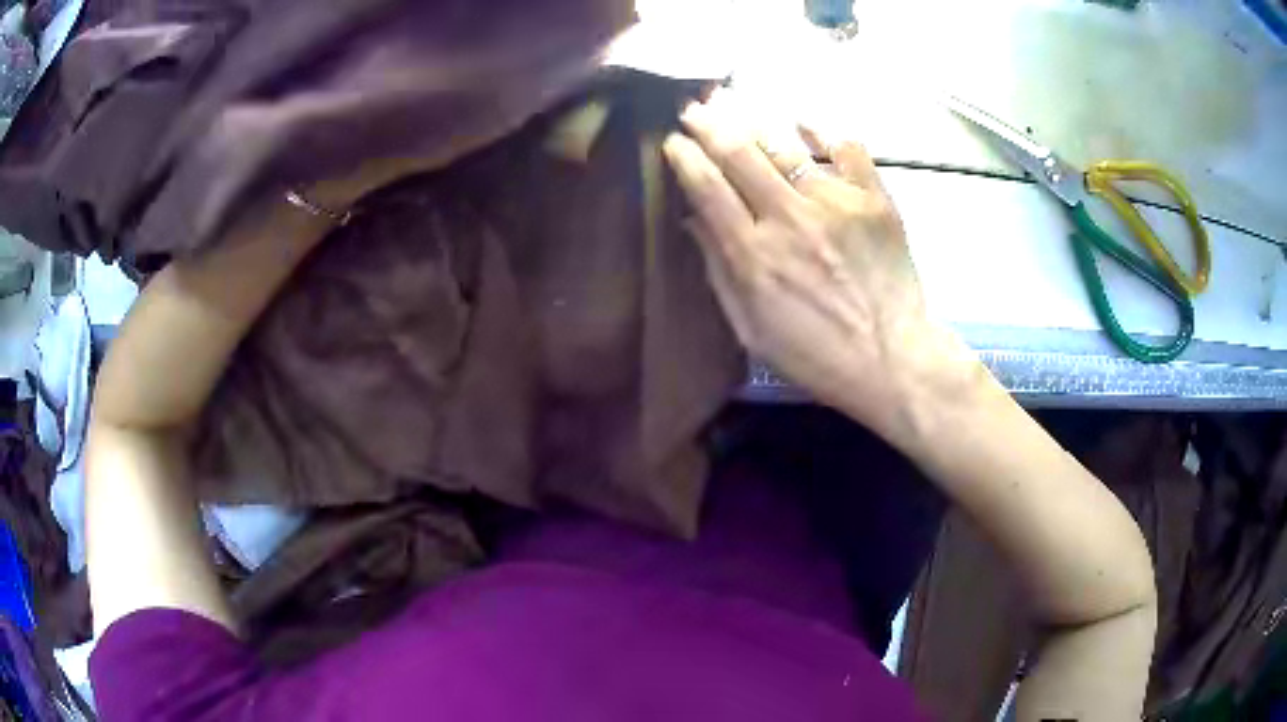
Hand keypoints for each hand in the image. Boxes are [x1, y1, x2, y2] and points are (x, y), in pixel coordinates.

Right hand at [663, 99, 961, 431]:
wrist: (892, 360)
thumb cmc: (815, 355)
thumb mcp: (751, 328)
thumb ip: (720, 270)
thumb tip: (695, 219)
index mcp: (753, 254)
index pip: (707, 187)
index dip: (684, 156)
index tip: (672, 140)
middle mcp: (789, 218)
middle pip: (739, 153)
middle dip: (709, 123)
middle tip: (694, 107)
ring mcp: (836, 203)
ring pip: (785, 144)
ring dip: (753, 119)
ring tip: (733, 102)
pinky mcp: (874, 200)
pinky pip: (847, 148)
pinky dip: (824, 130)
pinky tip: (805, 122)